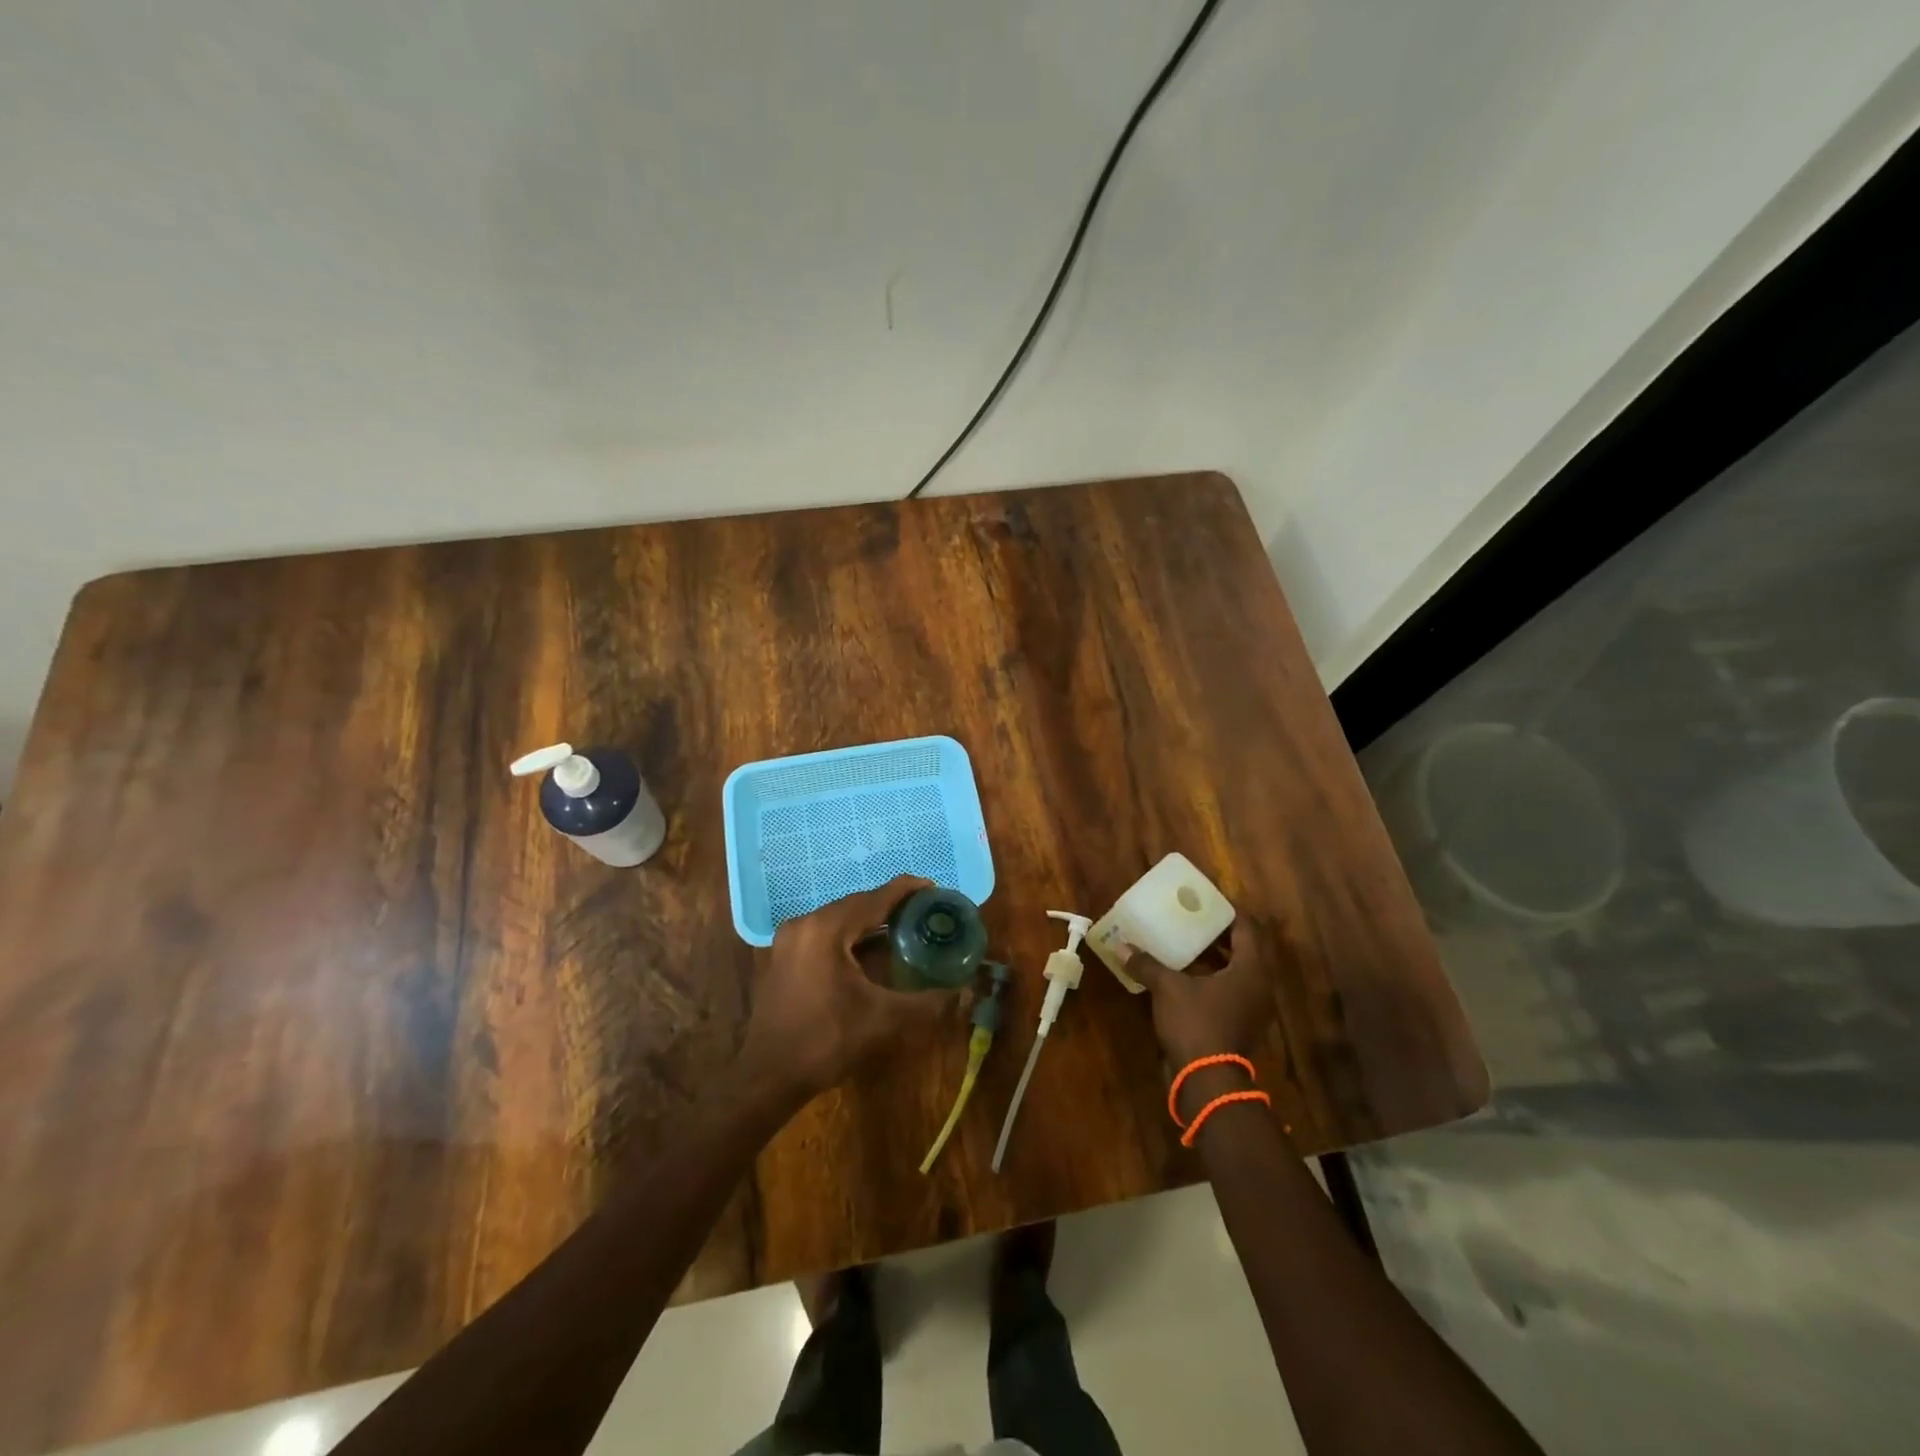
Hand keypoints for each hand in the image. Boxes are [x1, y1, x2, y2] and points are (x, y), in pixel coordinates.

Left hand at [739, 875, 965, 1102]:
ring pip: (841, 919)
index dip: (908, 890)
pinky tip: (872, 951)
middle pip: (857, 905)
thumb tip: (966, 991)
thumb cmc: (826, 1042)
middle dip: (892, 907)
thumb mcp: (883, 1020)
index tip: (936, 889)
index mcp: (827, 929)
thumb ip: (928, 1002)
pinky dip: (852, 936)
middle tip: (926, 913)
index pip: (875, 898)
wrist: (768, 1077)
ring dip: (872, 922)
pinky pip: (826, 933)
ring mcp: (790, 939)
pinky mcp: (785, 956)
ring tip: (906, 929)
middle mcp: (805, 923)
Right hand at [1121, 918, 1281, 1071]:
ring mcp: (1250, 1009)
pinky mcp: (1238, 1025)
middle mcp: (1258, 986)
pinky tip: (1184, 974)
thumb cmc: (1196, 1023)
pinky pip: (1228, 991)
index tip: (1207, 898)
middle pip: (1244, 950)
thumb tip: (1121, 945)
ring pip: (1235, 972)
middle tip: (1193, 917)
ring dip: (1214, 957)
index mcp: (1251, 970)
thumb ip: (1147, 964)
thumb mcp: (1168, 988)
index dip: (1228, 911)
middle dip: (1219, 933)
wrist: (1207, 1081)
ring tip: (1186, 941)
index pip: (1247, 929)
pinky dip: (1210, 978)